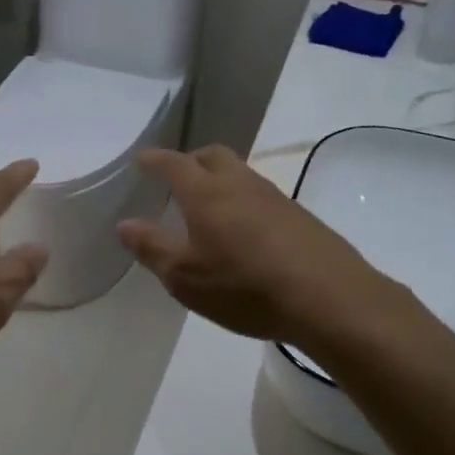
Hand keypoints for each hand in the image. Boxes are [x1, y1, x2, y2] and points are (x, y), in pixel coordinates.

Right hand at [117, 146, 413, 347]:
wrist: (329, 299)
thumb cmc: (245, 287)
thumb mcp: (185, 277)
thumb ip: (152, 248)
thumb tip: (125, 224)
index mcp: (207, 194)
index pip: (174, 164)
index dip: (155, 160)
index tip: (141, 160)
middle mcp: (241, 185)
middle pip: (213, 156)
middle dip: (190, 160)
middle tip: (175, 178)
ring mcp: (274, 198)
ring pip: (240, 174)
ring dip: (219, 180)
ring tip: (207, 207)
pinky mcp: (299, 217)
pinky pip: (260, 196)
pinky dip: (242, 201)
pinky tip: (242, 232)